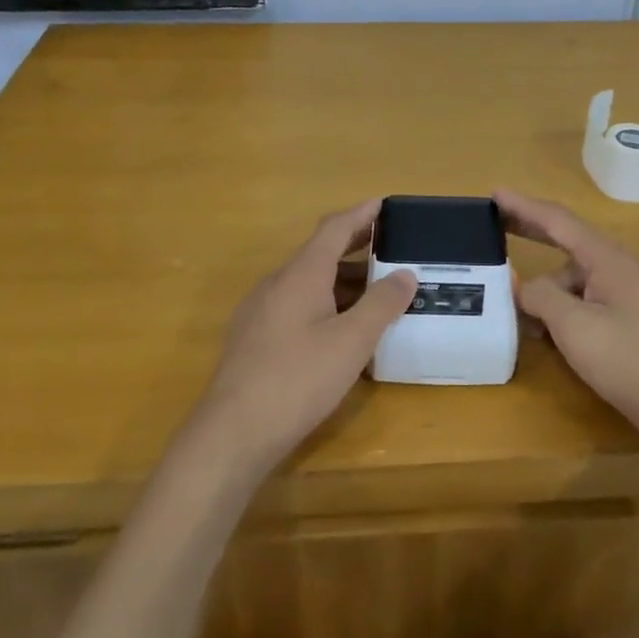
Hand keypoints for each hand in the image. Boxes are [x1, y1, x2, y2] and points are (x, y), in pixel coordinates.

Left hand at [191, 199, 416, 473]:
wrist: (233, 432)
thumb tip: (405, 273)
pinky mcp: (253, 339)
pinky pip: (295, 306)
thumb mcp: (352, 342)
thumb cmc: (298, 379)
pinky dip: (324, 304)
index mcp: (300, 274)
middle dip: (355, 247)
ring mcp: (259, 312)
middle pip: (319, 253)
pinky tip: (340, 331)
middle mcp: (276, 284)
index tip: (385, 204)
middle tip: (390, 249)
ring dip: (341, 281)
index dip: (361, 214)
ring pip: (307, 283)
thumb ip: (381, 304)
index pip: (334, 228)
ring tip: (375, 293)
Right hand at [495, 189, 638, 455]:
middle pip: (566, 242)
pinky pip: (584, 303)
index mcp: (608, 258)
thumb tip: (524, 287)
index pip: (558, 221)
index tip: (493, 194)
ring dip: (543, 291)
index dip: (523, 207)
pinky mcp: (629, 322)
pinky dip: (561, 312)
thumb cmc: (631, 361)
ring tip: (514, 313)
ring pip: (572, 281)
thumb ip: (541, 297)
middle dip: (531, 234)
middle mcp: (618, 268)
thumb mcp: (575, 326)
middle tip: (494, 229)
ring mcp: (626, 296)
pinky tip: (544, 334)